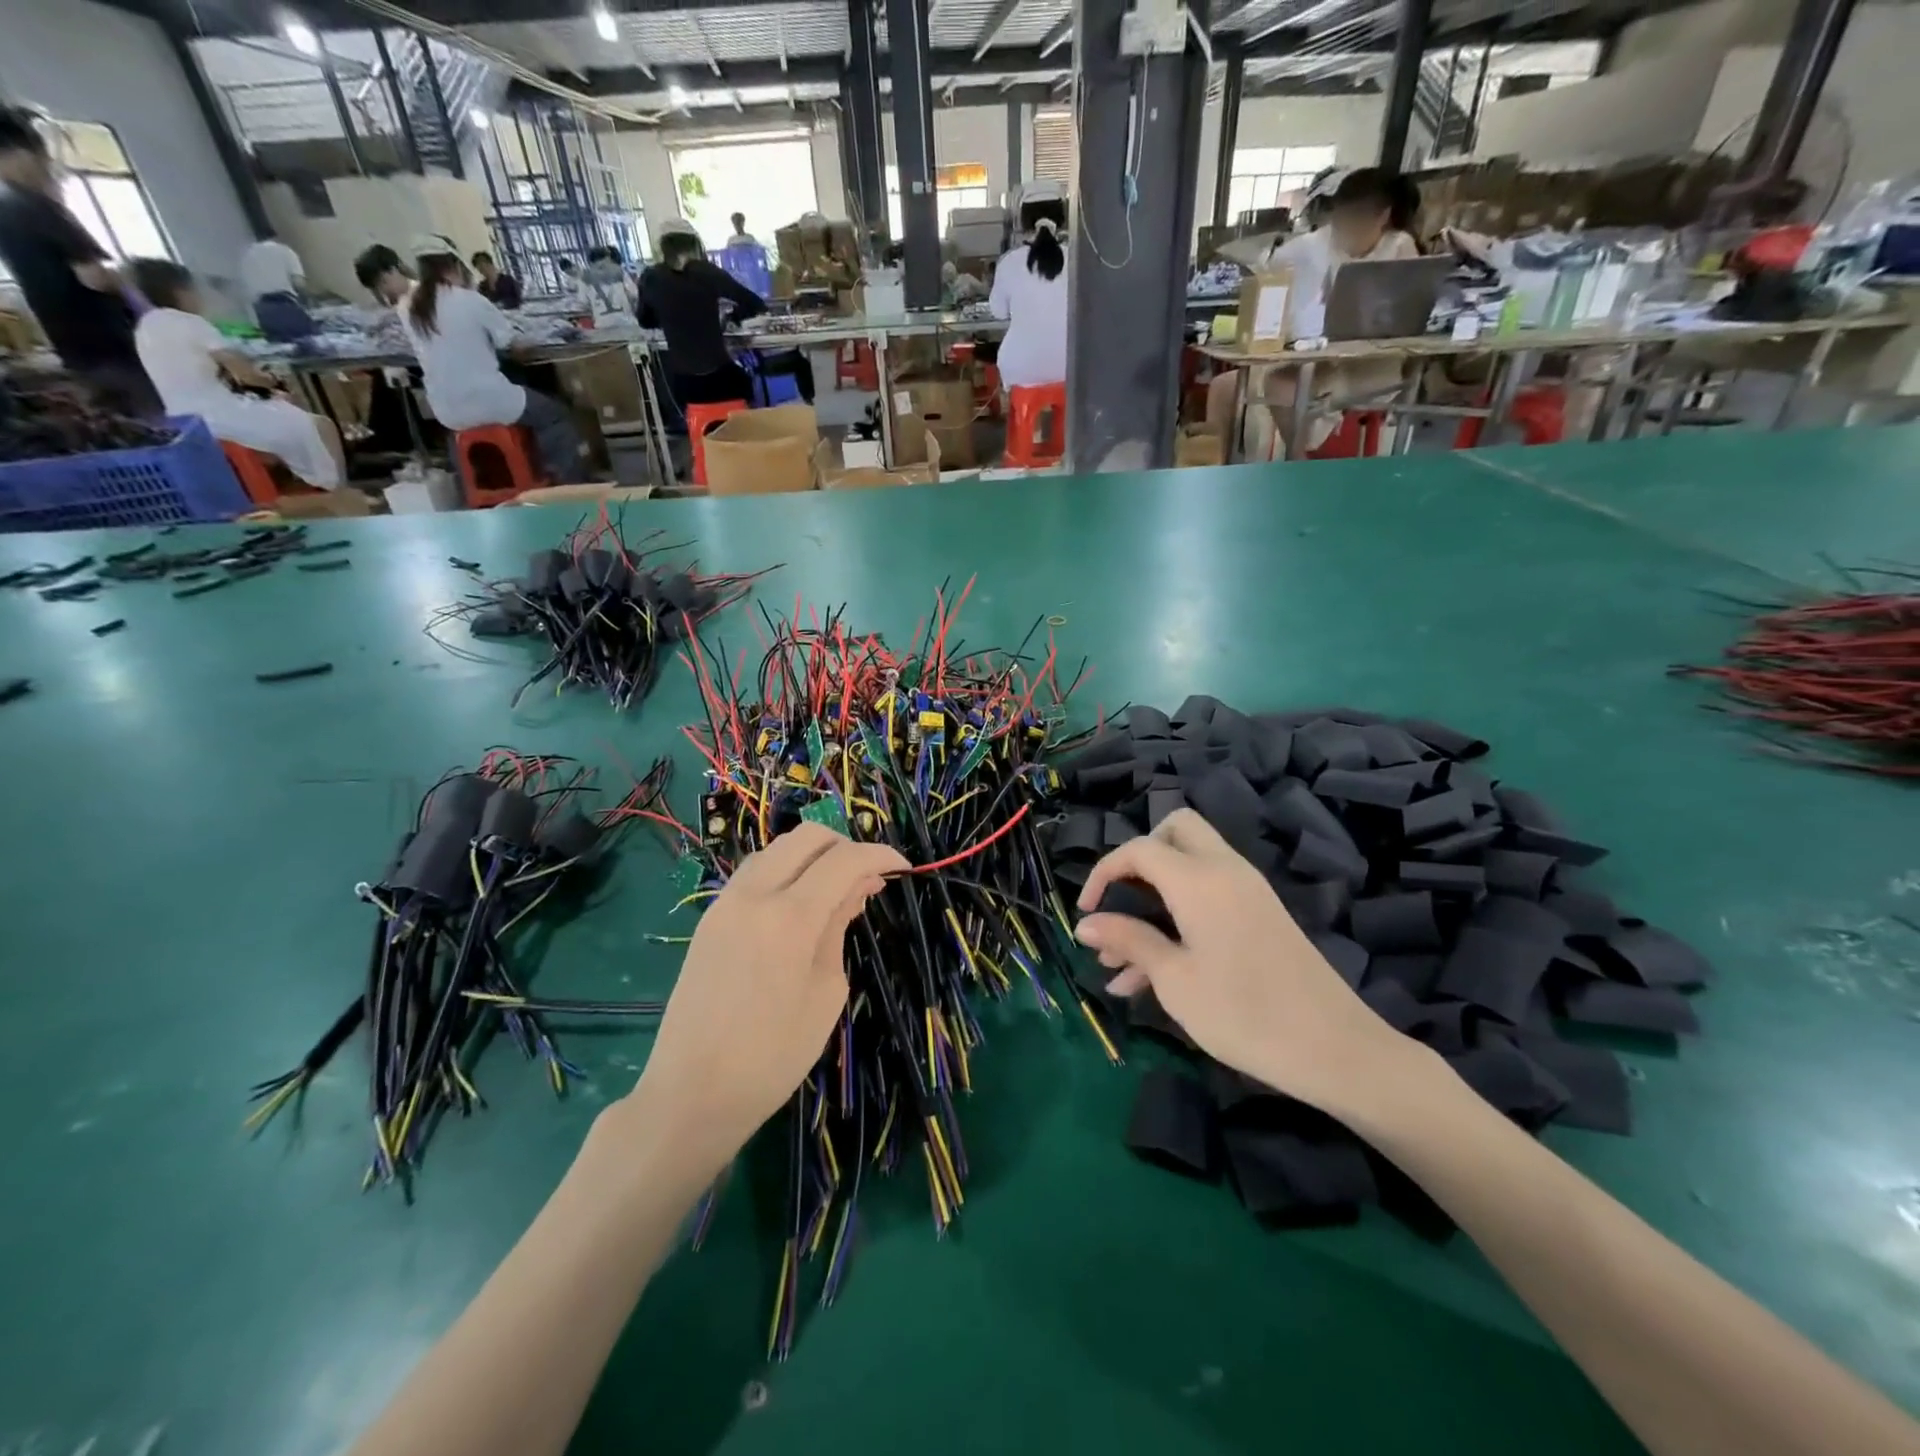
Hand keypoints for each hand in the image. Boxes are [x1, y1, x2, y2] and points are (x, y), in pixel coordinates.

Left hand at [624, 824, 904, 1174]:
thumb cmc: (772, 1056)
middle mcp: (753, 895)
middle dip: (845, 845)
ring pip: (777, 849)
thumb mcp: (826, 993)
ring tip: (836, 888)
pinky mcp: (709, 918)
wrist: (691, 1093)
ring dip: (812, 856)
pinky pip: (754, 873)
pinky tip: (799, 902)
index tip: (902, 867)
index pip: (844, 859)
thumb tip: (856, 888)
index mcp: (789, 916)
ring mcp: (725, 903)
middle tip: (868, 876)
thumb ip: (838, 929)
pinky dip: (785, 872)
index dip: (879, 854)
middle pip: (806, 837)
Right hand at [1074, 810, 1411, 1118]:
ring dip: (1151, 899)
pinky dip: (1176, 917)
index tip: (1085, 912)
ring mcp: (1247, 892)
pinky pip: (1208, 897)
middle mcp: (1224, 871)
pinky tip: (1147, 977)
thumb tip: (1085, 923)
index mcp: (1199, 879)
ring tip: (1116, 964)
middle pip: (1174, 832)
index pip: (1140, 849)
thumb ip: (1128, 940)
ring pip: (1188, 869)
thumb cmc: (1244, 1013)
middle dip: (1138, 859)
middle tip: (1119, 902)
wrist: (1336, 1049)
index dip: (1103, 872)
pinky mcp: (1259, 916)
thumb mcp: (1174, 979)